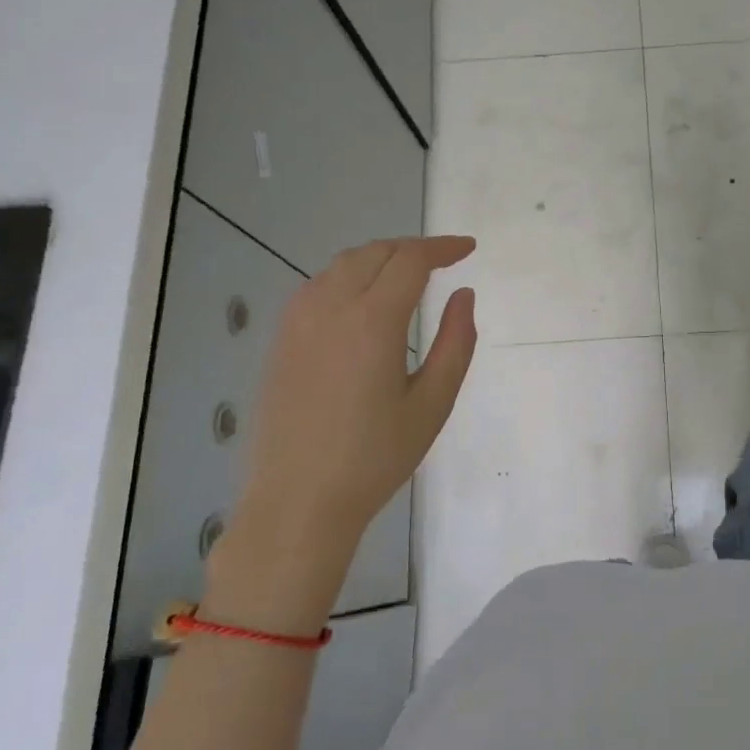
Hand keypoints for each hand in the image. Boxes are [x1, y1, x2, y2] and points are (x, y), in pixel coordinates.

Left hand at [206, 236, 476, 630]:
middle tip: (444, 261)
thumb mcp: (433, 403)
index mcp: (372, 320)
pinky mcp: (281, 339)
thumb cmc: (375, 457)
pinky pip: (319, 285)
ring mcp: (298, 321)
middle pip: (375, 252)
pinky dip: (350, 277)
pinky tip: (364, 301)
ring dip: (380, 258)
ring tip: (408, 276)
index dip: (443, 248)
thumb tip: (463, 295)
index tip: (468, 249)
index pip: (411, 260)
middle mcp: (330, 307)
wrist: (298, 501)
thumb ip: (456, 342)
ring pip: (343, 265)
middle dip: (413, 249)